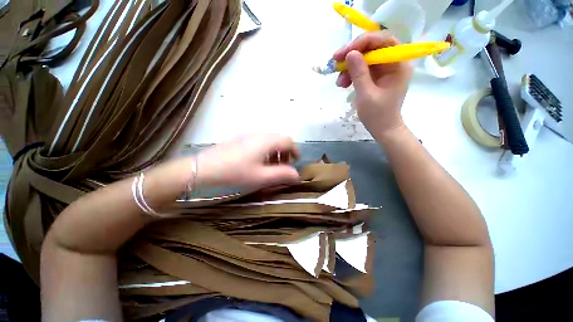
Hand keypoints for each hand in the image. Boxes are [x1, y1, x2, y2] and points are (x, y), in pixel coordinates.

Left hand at [195, 134, 300, 188]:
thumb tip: (297, 176)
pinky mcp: (240, 139)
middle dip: (285, 152)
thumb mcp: (261, 177)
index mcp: (266, 141)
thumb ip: (282, 175)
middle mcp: (259, 135)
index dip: (295, 150)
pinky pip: (259, 142)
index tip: (295, 162)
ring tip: (271, 166)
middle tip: (283, 166)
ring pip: (269, 140)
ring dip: (275, 152)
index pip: (288, 140)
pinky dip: (265, 151)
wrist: (204, 168)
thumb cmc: (236, 173)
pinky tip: (258, 163)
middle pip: (279, 139)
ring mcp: (248, 136)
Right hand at [334, 31, 412, 137]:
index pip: (383, 41)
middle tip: (335, 62)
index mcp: (399, 64)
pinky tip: (343, 84)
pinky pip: (362, 69)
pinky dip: (351, 74)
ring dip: (349, 67)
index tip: (343, 53)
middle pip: (372, 48)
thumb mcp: (366, 95)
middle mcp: (393, 62)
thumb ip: (359, 73)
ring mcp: (384, 69)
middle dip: (352, 55)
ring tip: (339, 82)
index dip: (362, 42)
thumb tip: (350, 53)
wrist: (382, 128)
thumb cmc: (378, 114)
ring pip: (364, 58)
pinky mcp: (376, 76)